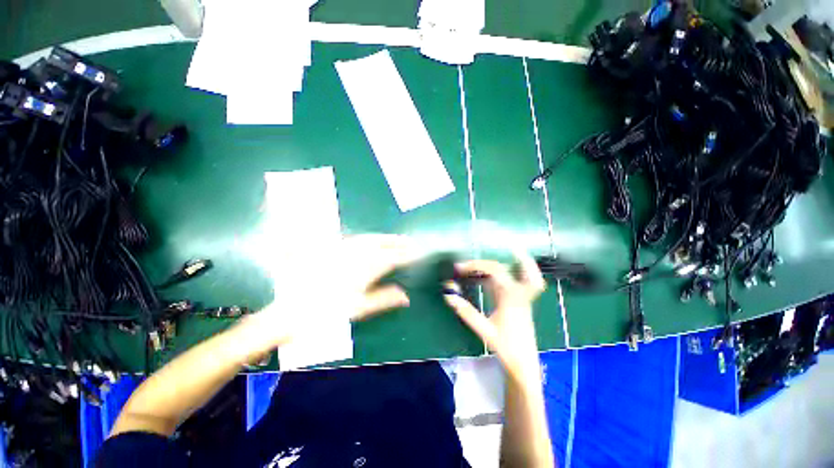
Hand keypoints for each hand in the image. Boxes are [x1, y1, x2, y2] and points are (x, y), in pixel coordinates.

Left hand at [238, 234, 419, 353]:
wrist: (290, 312)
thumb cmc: (327, 313)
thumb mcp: (359, 309)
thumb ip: (384, 299)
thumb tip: (406, 297)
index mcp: (364, 269)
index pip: (391, 258)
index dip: (405, 254)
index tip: (416, 252)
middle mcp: (354, 255)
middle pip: (380, 243)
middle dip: (396, 241)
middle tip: (408, 240)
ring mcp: (341, 251)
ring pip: (367, 239)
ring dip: (383, 237)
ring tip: (394, 238)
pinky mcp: (330, 252)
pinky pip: (354, 240)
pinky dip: (367, 239)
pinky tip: (370, 241)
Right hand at [443, 252, 545, 381]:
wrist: (524, 363)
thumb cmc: (506, 347)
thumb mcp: (485, 330)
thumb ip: (466, 312)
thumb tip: (448, 295)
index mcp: (511, 297)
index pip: (494, 271)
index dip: (475, 265)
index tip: (458, 268)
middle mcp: (518, 293)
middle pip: (504, 267)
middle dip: (484, 263)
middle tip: (467, 263)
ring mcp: (520, 296)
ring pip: (521, 272)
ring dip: (515, 261)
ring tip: (505, 252)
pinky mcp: (518, 301)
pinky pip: (515, 280)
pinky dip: (510, 272)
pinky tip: (494, 275)